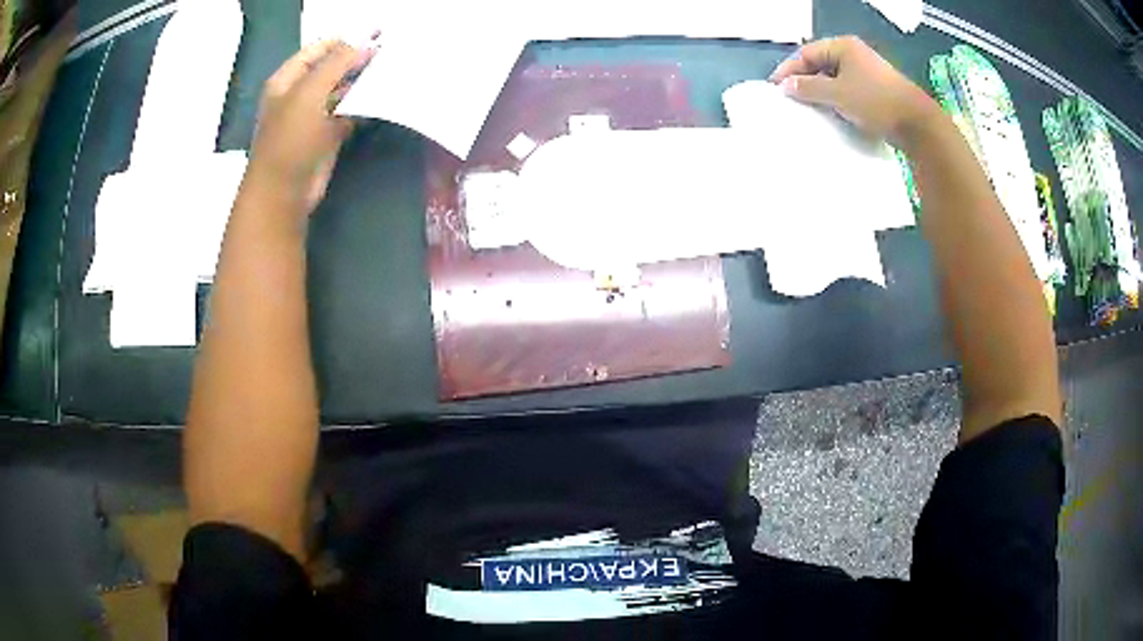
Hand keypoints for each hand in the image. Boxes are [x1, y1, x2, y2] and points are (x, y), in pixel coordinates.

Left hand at [247, 40, 374, 216]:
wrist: (283, 192)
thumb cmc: (289, 140)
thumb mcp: (309, 93)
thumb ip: (336, 64)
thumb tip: (365, 45)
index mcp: (287, 79)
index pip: (319, 49)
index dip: (345, 41)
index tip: (376, 37)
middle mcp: (299, 93)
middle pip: (331, 68)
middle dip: (357, 61)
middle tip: (388, 55)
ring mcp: (313, 114)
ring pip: (341, 90)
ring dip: (362, 83)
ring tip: (390, 72)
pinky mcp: (327, 134)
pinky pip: (348, 112)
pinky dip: (362, 105)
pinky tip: (382, 98)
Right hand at [769, 36, 941, 145]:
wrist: (917, 125)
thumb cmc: (875, 102)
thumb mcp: (837, 94)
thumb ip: (808, 87)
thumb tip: (786, 85)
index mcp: (843, 47)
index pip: (807, 53)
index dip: (789, 69)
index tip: (776, 87)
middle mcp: (855, 55)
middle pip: (821, 64)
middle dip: (805, 80)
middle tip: (790, 99)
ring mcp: (868, 72)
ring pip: (835, 78)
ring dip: (821, 92)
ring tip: (808, 108)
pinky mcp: (877, 90)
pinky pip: (848, 90)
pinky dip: (837, 100)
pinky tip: (832, 114)